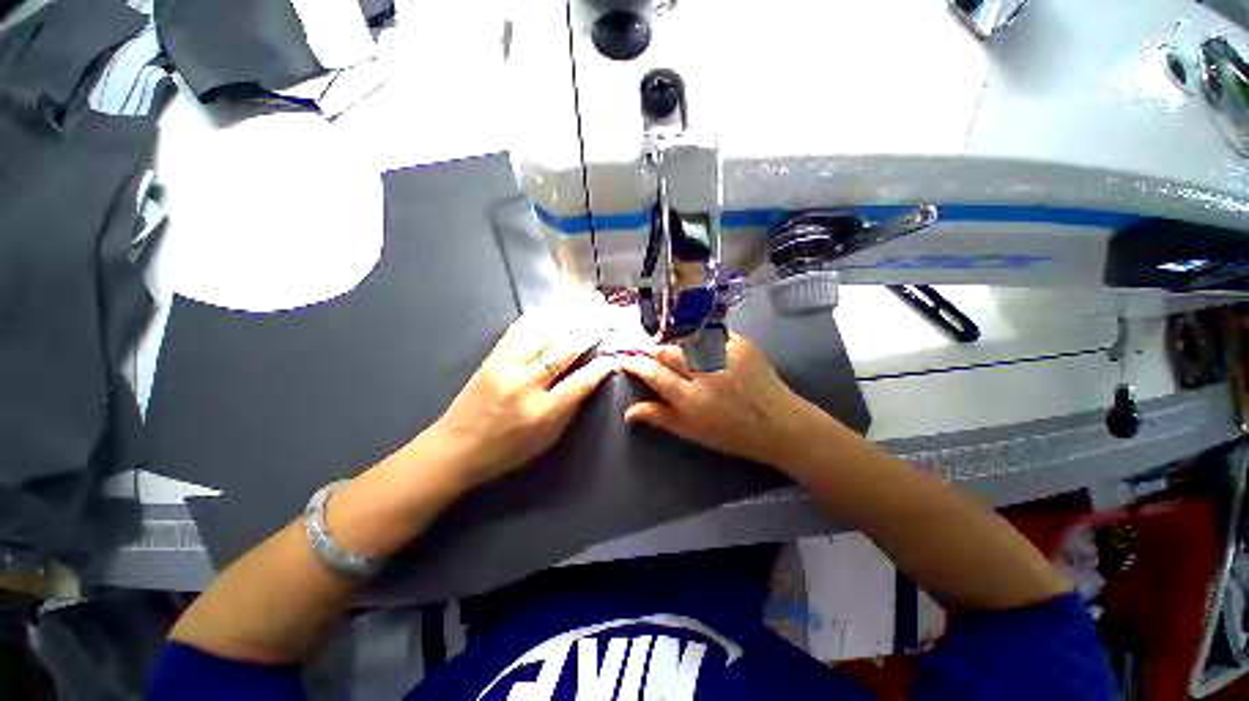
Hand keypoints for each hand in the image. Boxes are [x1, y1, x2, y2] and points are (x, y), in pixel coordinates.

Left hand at [427, 299, 616, 488]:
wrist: (455, 447)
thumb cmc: (506, 450)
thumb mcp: (546, 439)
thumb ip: (569, 409)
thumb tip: (588, 381)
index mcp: (542, 411)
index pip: (580, 382)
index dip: (600, 368)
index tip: (613, 357)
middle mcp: (526, 384)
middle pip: (564, 351)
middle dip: (589, 334)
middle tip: (605, 321)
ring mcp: (506, 366)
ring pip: (543, 334)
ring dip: (568, 319)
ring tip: (585, 307)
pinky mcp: (492, 357)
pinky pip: (518, 330)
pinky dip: (538, 317)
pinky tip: (552, 308)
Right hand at [618, 333, 832, 468]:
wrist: (779, 424)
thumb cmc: (732, 434)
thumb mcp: (692, 432)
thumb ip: (659, 417)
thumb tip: (628, 411)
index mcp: (691, 399)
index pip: (654, 373)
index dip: (636, 364)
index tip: (625, 359)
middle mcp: (705, 373)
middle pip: (668, 352)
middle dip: (651, 350)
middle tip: (644, 352)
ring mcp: (724, 354)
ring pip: (686, 339)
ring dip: (673, 343)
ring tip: (670, 350)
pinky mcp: (740, 343)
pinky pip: (710, 334)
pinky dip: (699, 338)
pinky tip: (697, 345)